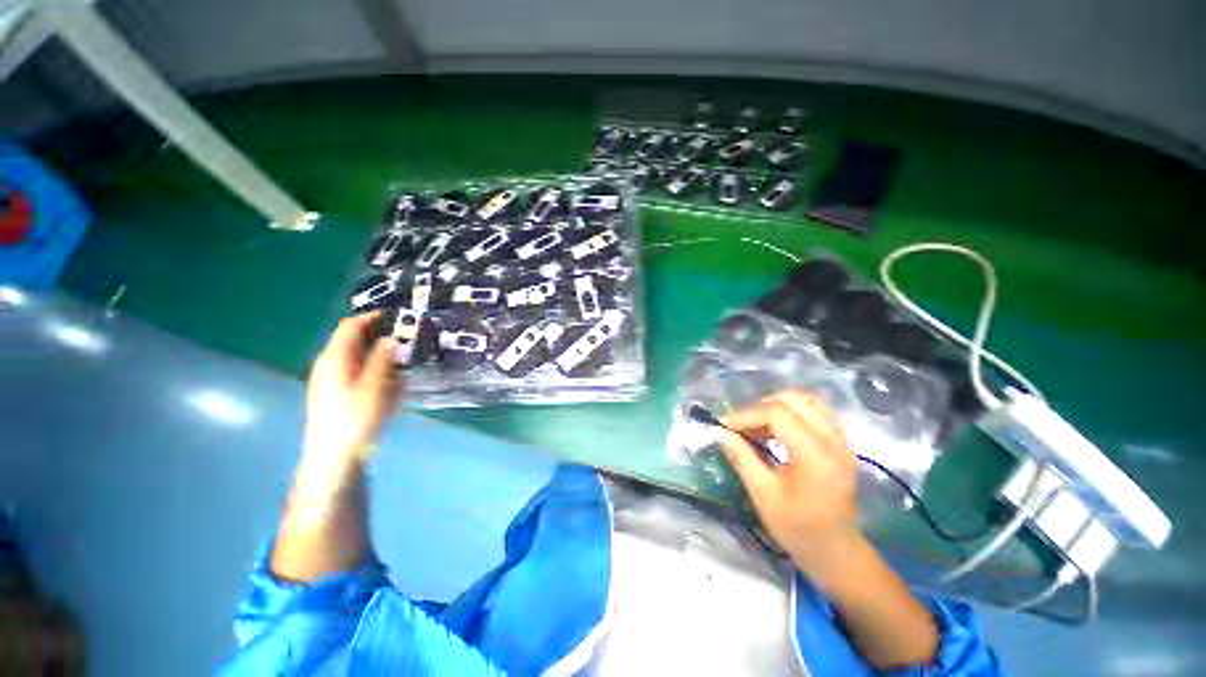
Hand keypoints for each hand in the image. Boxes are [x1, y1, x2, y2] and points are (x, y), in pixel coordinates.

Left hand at [302, 312, 401, 461]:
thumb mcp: (374, 386)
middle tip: (404, 343)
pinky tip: (386, 385)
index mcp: (335, 358)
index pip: (350, 326)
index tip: (396, 317)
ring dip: (377, 356)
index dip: (372, 317)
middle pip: (352, 341)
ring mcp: (327, 379)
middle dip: (378, 338)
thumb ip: (382, 359)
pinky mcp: (331, 392)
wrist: (332, 455)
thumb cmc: (355, 418)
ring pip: (355, 357)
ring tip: (399, 366)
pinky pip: (354, 372)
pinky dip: (371, 370)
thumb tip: (390, 338)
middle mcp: (328, 364)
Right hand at [719, 389, 860, 576]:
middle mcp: (833, 439)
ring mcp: (841, 440)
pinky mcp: (840, 443)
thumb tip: (719, 432)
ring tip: (757, 427)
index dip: (746, 415)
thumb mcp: (764, 494)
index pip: (777, 414)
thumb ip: (742, 457)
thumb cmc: (798, 528)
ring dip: (777, 407)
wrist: (836, 552)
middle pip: (793, 399)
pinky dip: (792, 413)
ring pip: (806, 401)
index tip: (724, 426)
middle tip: (742, 425)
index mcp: (816, 454)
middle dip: (761, 406)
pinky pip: (815, 412)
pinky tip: (776, 431)